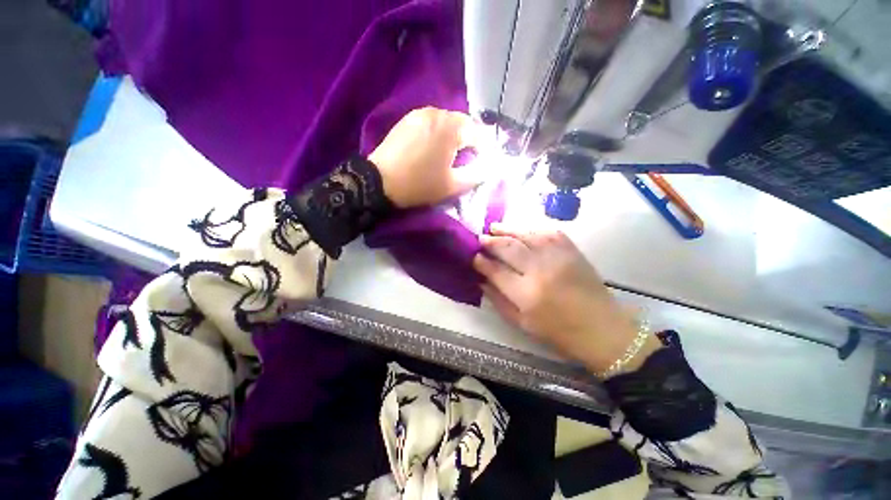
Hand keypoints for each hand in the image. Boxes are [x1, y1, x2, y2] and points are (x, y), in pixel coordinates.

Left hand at [369, 107, 483, 207]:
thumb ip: (476, 176)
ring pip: (446, 121)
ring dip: (454, 134)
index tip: (484, 162)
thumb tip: (488, 169)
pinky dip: (438, 132)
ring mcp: (420, 114)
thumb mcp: (452, 185)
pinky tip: (434, 146)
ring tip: (452, 152)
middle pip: (463, 123)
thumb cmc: (420, 184)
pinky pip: (431, 122)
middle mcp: (437, 113)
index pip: (478, 133)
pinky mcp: (407, 119)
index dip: (485, 148)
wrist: (380, 181)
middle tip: (470, 157)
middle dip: (470, 139)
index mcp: (451, 128)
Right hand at [472, 225, 659, 374]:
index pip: (495, 270)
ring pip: (525, 235)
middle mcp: (540, 270)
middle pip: (508, 248)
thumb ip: (498, 300)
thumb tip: (481, 280)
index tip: (473, 256)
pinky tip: (522, 231)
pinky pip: (547, 232)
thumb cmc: (559, 332)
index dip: (481, 261)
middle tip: (480, 239)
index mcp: (526, 294)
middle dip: (490, 241)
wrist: (603, 329)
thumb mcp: (522, 323)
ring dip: (507, 229)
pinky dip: (531, 229)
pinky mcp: (572, 250)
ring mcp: (558, 257)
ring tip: (494, 227)